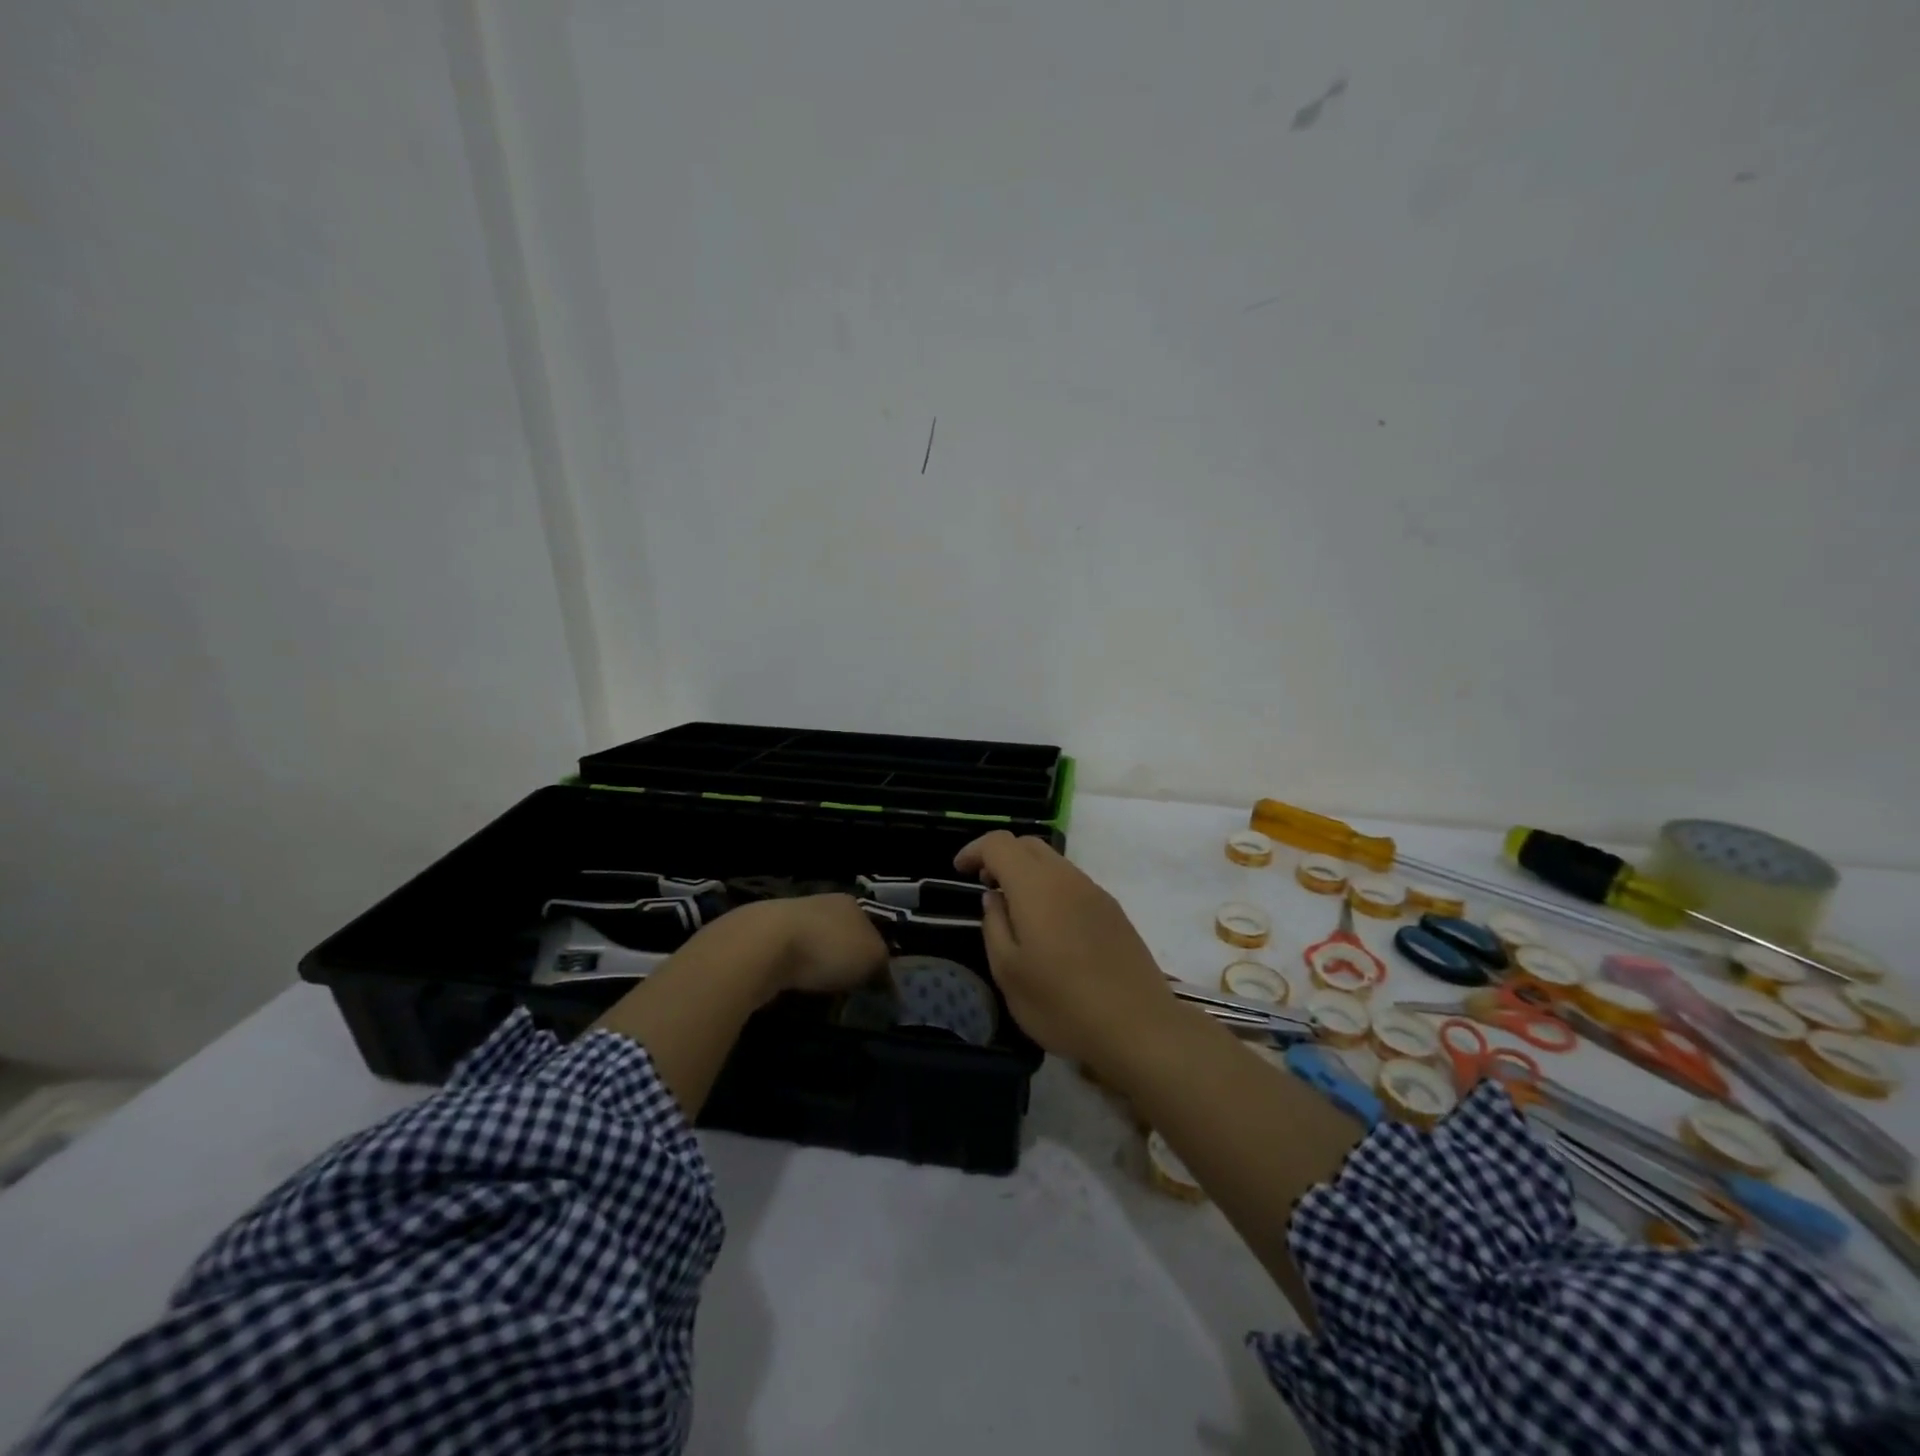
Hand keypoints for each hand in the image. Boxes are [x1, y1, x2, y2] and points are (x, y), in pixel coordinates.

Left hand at [747, 894, 889, 997]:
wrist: (764, 947)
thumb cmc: (828, 947)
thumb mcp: (871, 957)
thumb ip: (882, 965)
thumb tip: (885, 977)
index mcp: (850, 903)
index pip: (870, 927)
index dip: (874, 954)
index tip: (873, 980)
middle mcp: (821, 904)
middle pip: (840, 936)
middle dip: (843, 961)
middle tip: (848, 991)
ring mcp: (789, 919)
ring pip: (812, 948)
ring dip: (815, 969)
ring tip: (820, 996)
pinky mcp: (762, 939)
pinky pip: (786, 961)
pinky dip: (791, 975)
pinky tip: (792, 991)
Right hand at [953, 831, 1174, 1068]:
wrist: (1139, 1027)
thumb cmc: (1062, 1004)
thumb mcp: (1009, 973)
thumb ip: (994, 926)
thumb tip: (994, 898)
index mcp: (1036, 886)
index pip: (1000, 844)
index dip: (974, 850)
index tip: (959, 872)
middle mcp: (1067, 878)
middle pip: (1029, 844)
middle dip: (1001, 856)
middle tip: (985, 886)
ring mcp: (1095, 892)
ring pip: (1054, 862)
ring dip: (1027, 872)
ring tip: (1014, 908)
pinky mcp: (1114, 911)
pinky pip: (1073, 883)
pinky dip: (1050, 888)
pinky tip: (1049, 926)